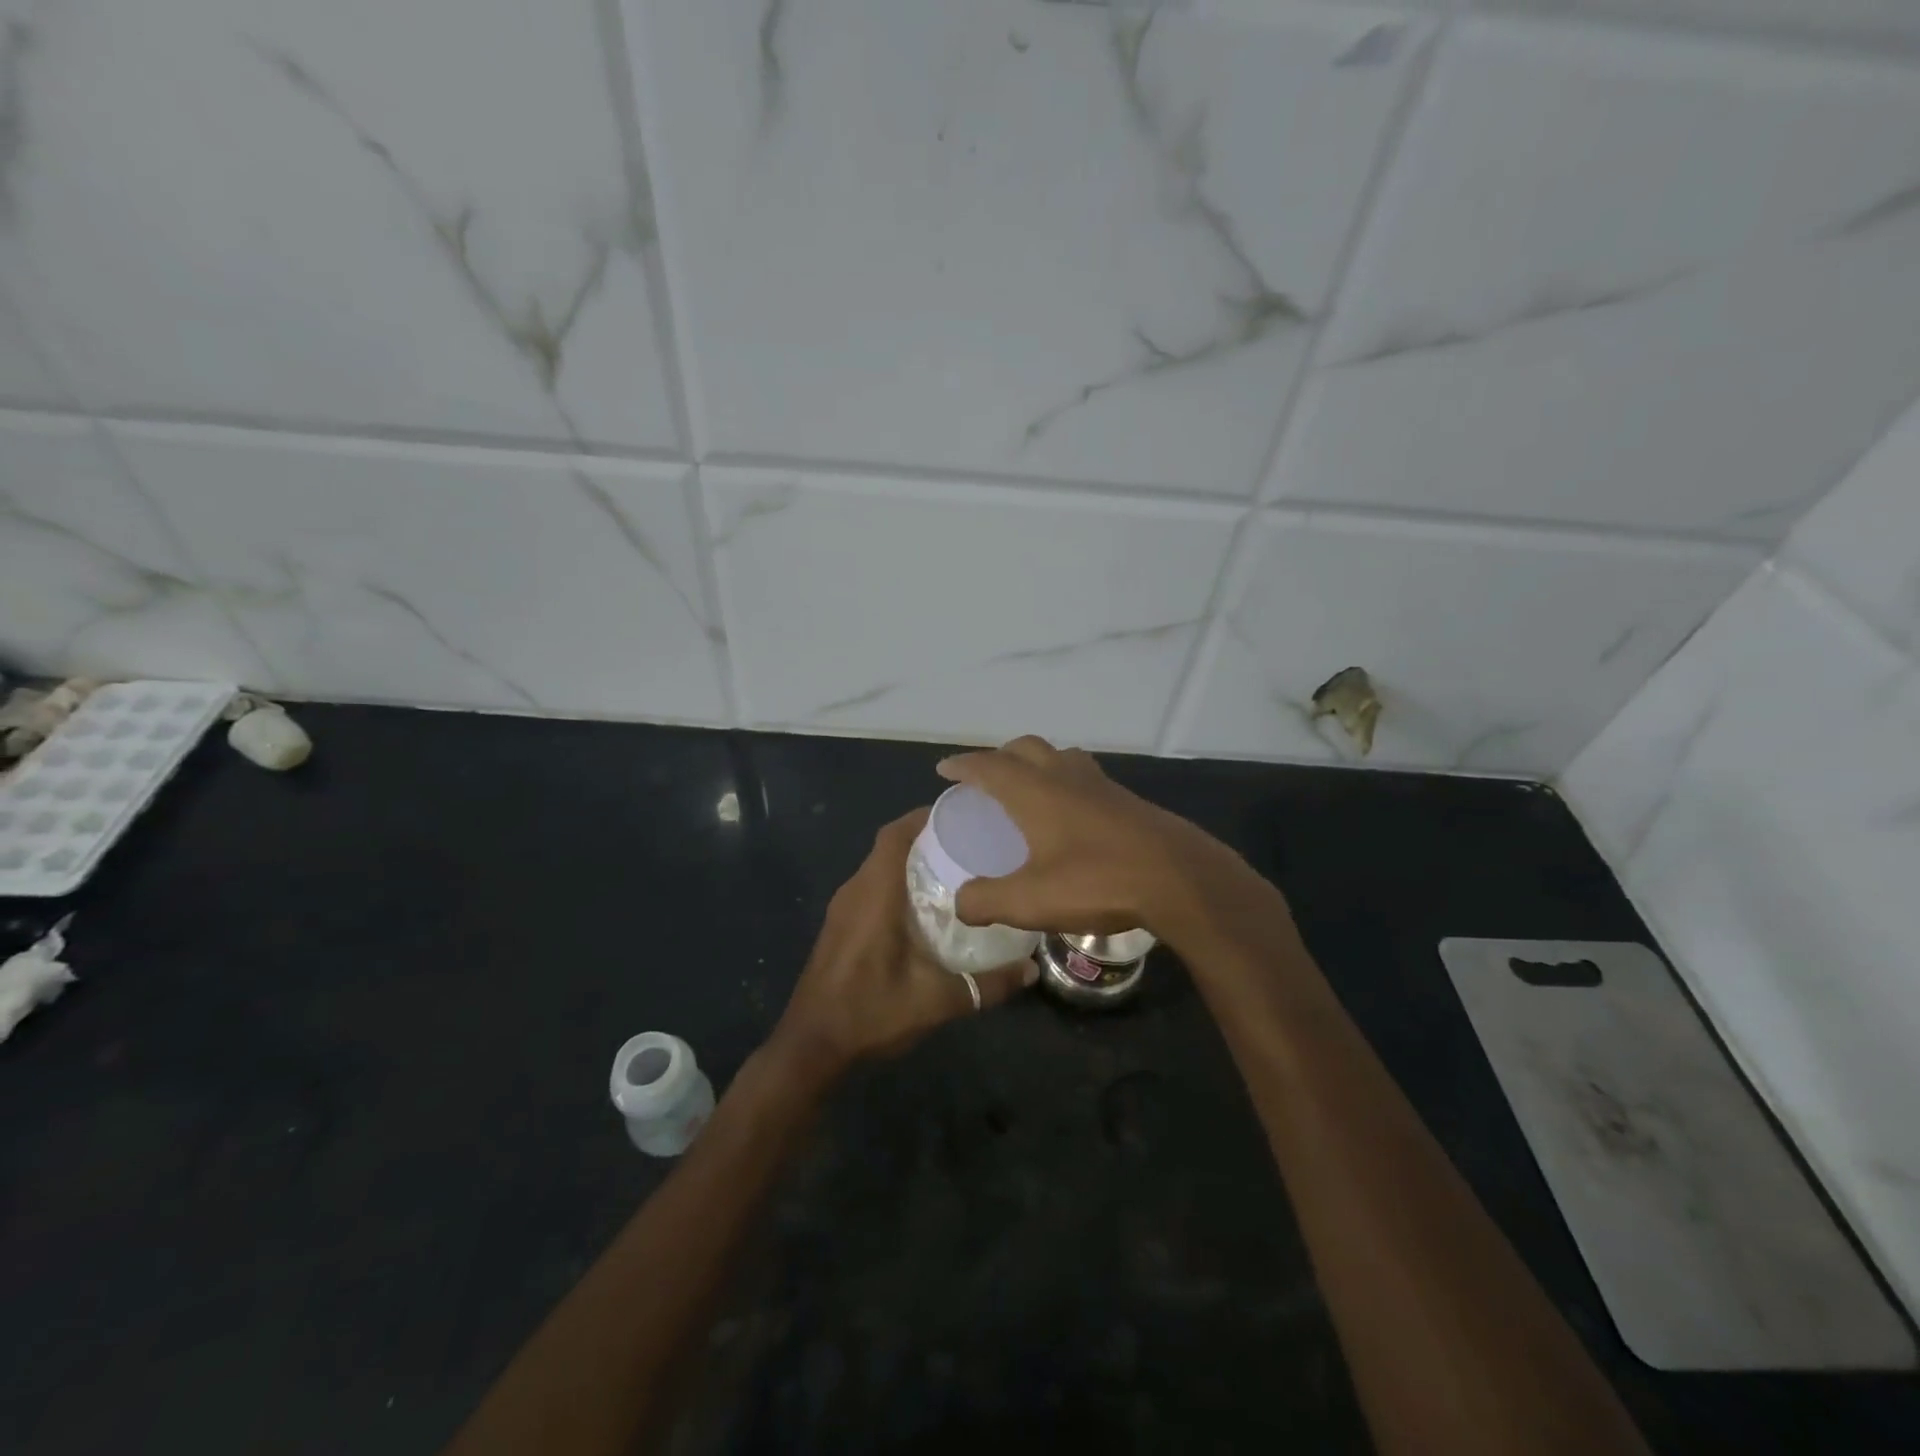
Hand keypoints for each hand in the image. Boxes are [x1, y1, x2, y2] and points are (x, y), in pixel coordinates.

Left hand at [770, 808, 1036, 1082]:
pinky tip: (925, 908)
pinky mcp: (839, 926)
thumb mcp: (936, 1001)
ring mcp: (842, 908)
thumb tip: (1031, 969)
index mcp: (874, 893)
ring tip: (955, 870)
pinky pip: (871, 887)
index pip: (895, 834)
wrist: (811, 1046)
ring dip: (910, 862)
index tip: (961, 815)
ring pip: (879, 867)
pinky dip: (896, 883)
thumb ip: (986, 984)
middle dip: (926, 838)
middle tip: (970, 844)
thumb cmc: (870, 1011)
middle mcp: (855, 890)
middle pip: (889, 846)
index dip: (924, 817)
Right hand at [935, 735, 1253, 943]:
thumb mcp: (1030, 901)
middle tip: (987, 777)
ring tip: (1030, 788)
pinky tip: (1073, 815)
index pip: (989, 766)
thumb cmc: (1097, 881)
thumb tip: (960, 903)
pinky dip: (1067, 782)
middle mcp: (1066, 777)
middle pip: (1027, 748)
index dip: (963, 765)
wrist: (1178, 878)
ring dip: (1038, 763)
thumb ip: (987, 901)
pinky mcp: (1128, 801)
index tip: (945, 769)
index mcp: (1035, 792)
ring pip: (1061, 757)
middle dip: (1001, 756)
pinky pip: (1086, 777)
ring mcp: (1101, 786)